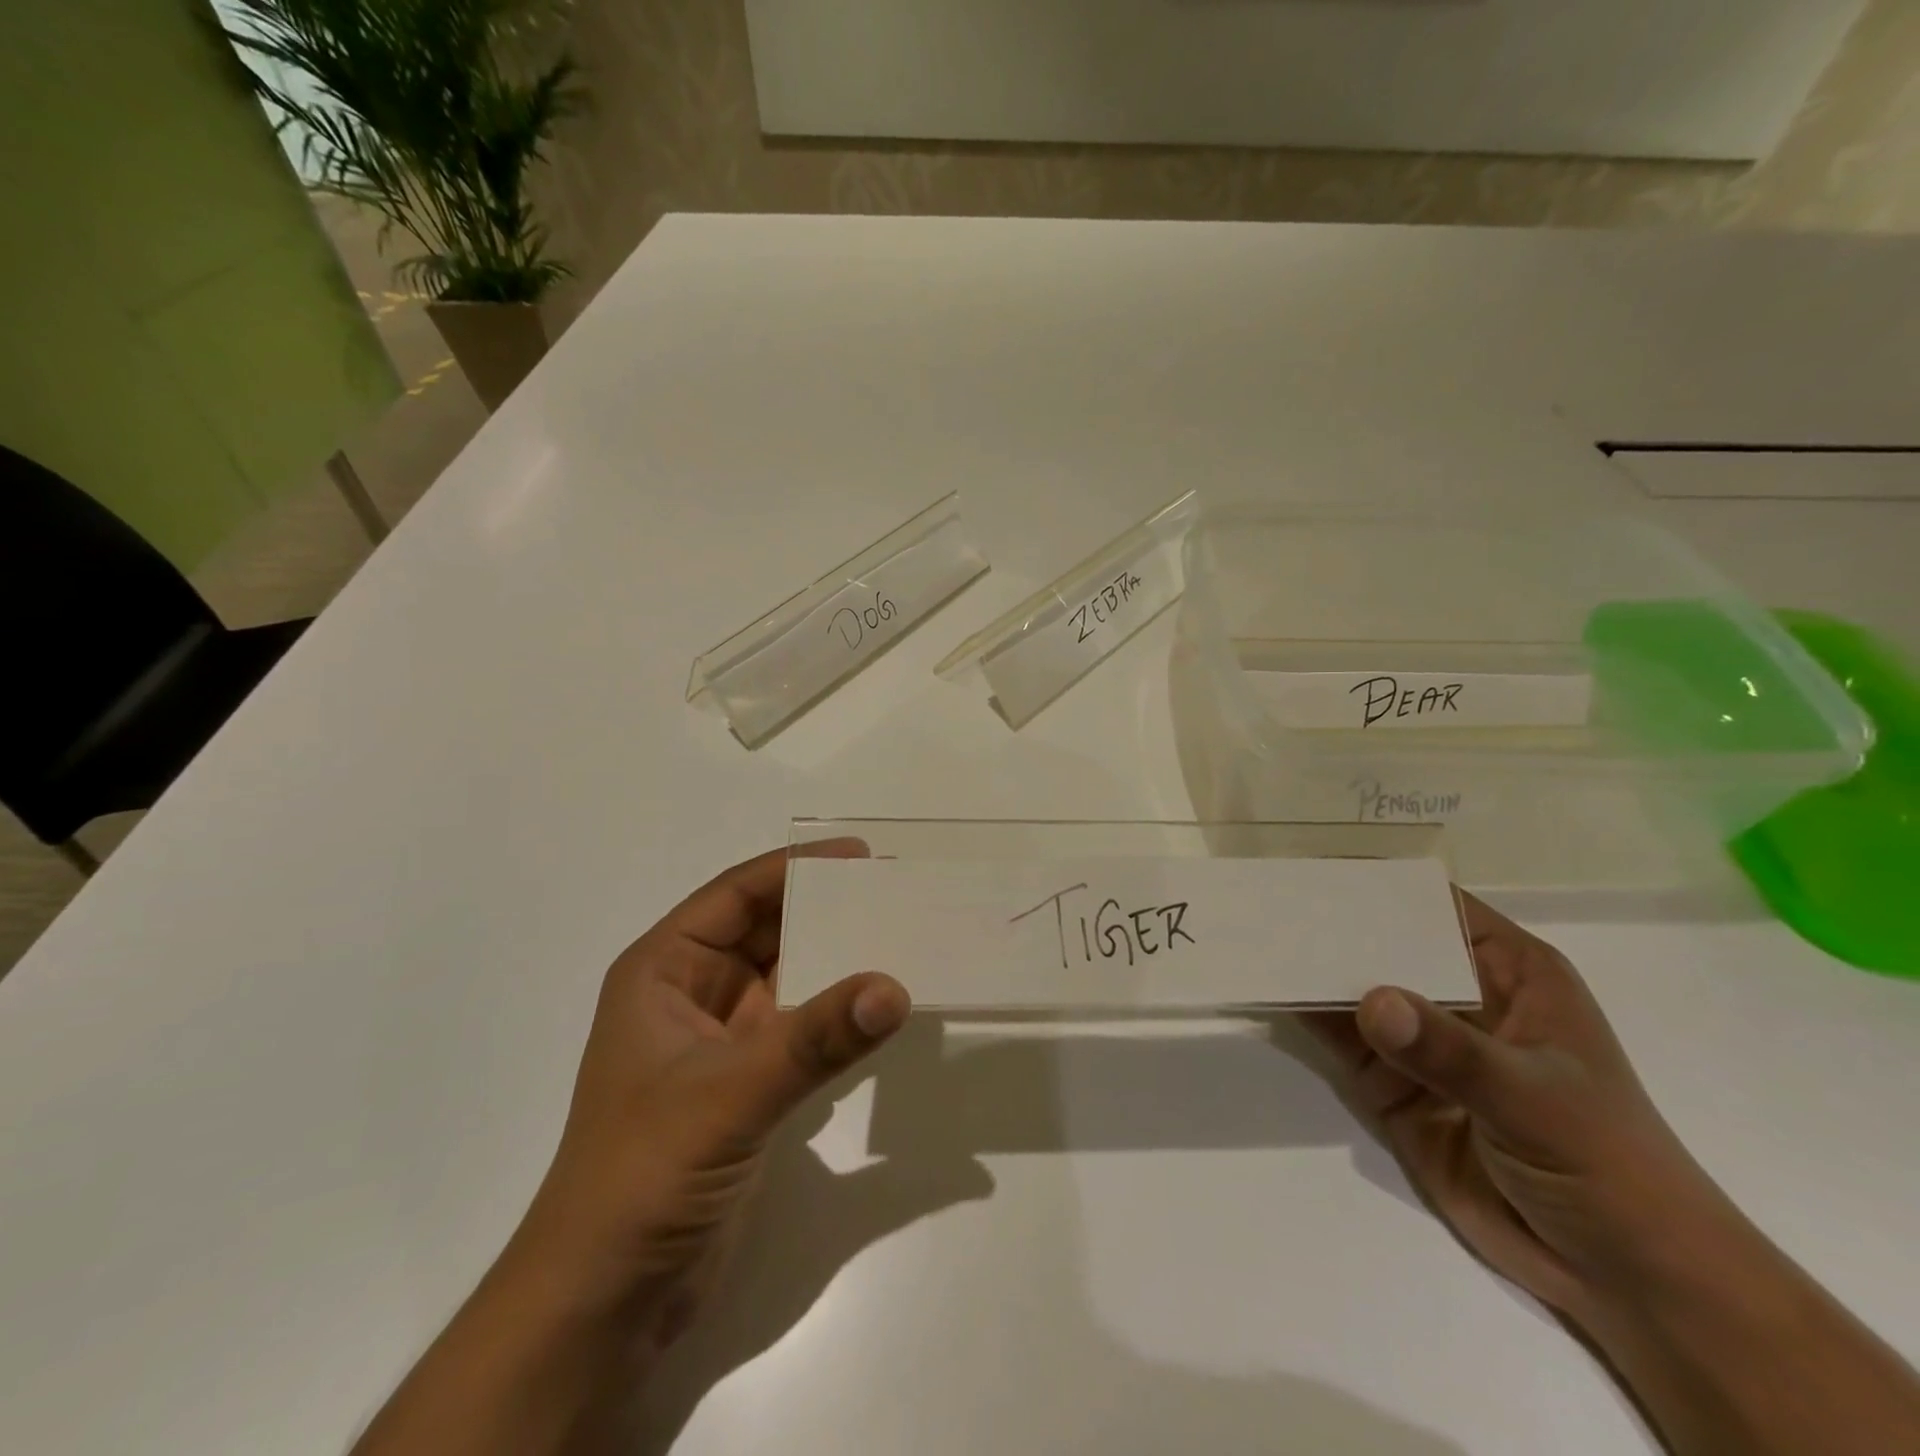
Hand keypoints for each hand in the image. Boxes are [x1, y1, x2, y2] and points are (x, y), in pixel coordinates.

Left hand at [510, 841, 910, 1350]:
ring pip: (788, 976)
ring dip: (836, 958)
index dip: (795, 867)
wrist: (605, 1300)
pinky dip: (837, 1012)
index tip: (861, 856)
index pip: (735, 895)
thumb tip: (895, 988)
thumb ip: (815, 1040)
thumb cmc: (643, 1174)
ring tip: (900, 936)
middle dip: (824, 908)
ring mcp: (721, 1040)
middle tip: (893, 891)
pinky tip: (879, 1006)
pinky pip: (801, 1025)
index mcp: (663, 970)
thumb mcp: (729, 1094)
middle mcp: (691, 994)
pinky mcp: (748, 1083)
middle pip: (766, 930)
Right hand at [1308, 892, 1736, 1326]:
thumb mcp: (1536, 1100)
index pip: (1435, 906)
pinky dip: (1303, 1013)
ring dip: (1309, 966)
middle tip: (1267, 901)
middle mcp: (1457, 993)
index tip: (1314, 865)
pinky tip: (1266, 989)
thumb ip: (1451, 1052)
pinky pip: (1338, 1035)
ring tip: (1255, 937)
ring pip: (1353, 986)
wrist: (1620, 1279)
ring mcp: (1420, 1039)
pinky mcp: (1390, 1081)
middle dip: (1330, 924)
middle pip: (1383, 942)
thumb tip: (1370, 1001)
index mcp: (1508, 971)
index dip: (1380, 883)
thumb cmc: (1608, 1167)